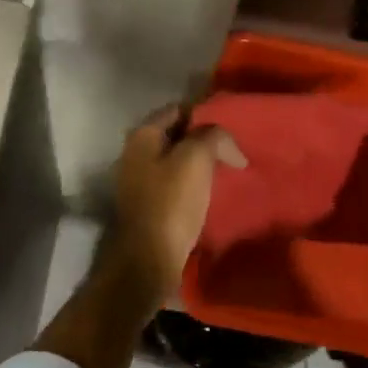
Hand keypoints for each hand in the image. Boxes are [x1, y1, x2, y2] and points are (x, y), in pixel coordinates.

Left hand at [109, 104, 245, 297]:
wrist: (149, 258)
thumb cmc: (171, 202)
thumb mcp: (196, 158)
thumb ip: (213, 136)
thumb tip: (227, 144)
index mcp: (142, 135)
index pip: (178, 109)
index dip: (205, 114)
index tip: (231, 126)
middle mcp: (135, 153)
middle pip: (177, 135)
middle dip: (204, 139)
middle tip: (233, 149)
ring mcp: (139, 180)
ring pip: (177, 160)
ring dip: (200, 163)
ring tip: (228, 170)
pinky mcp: (148, 205)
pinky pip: (175, 183)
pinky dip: (193, 183)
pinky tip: (212, 192)